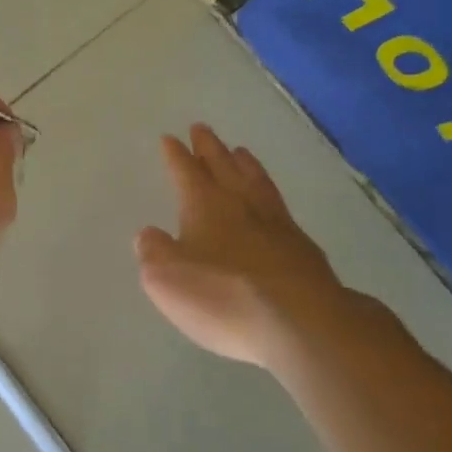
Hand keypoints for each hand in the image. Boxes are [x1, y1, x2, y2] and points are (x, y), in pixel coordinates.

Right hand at [136, 124, 363, 369]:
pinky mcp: (302, 246)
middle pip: (222, 164)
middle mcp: (240, 202)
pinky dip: (269, 192)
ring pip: (255, 179)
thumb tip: (149, 234)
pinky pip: (279, 205)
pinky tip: (271, 201)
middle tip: (201, 129)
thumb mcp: (167, 279)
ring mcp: (275, 221)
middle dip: (209, 147)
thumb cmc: (224, 296)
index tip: (170, 138)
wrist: (302, 322)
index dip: (176, 155)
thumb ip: (154, 252)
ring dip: (243, 163)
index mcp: (204, 204)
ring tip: (239, 151)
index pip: (185, 170)